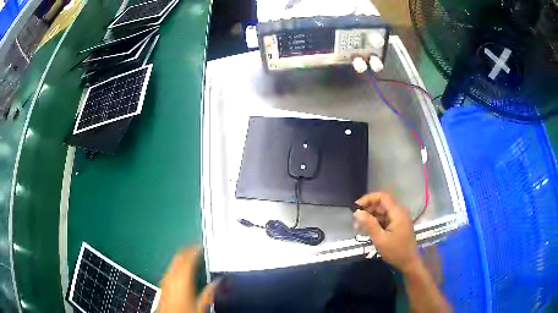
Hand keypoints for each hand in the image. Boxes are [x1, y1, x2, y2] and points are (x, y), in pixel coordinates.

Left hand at [159, 247, 217, 312]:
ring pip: (174, 261)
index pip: (188, 257)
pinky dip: (178, 264)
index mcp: (182, 278)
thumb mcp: (201, 305)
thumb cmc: (186, 312)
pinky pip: (170, 268)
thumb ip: (209, 292)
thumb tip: (219, 281)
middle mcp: (171, 275)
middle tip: (199, 248)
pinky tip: (183, 270)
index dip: (195, 249)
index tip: (203, 246)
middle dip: (188, 250)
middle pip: (179, 256)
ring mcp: (165, 279)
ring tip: (193, 257)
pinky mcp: (163, 284)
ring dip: (183, 257)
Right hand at [353, 192, 420, 272]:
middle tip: (355, 221)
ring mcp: (399, 218)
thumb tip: (356, 212)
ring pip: (382, 211)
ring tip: (358, 227)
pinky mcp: (398, 225)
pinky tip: (367, 230)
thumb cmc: (395, 251)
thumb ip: (369, 224)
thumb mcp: (380, 239)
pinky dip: (376, 222)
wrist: (409, 262)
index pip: (382, 196)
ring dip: (370, 217)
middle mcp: (399, 211)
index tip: (356, 207)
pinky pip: (385, 218)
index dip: (368, 198)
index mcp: (397, 212)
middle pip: (381, 204)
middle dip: (367, 209)